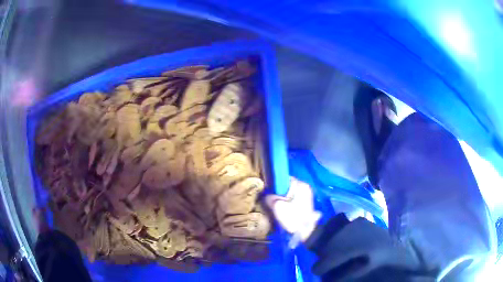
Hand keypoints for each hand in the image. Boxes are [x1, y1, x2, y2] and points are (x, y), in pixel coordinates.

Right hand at [266, 177, 320, 242]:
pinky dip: (287, 204)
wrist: (306, 233)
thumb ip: (270, 198)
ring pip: (290, 194)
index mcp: (301, 185)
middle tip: (270, 200)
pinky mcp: (305, 205)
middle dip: (278, 193)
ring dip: (282, 199)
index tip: (268, 191)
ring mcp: (307, 197)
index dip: (275, 184)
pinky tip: (283, 211)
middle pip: (287, 187)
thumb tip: (266, 195)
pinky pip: (293, 200)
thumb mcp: (278, 207)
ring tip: (275, 207)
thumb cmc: (293, 217)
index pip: (284, 178)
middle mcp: (305, 188)